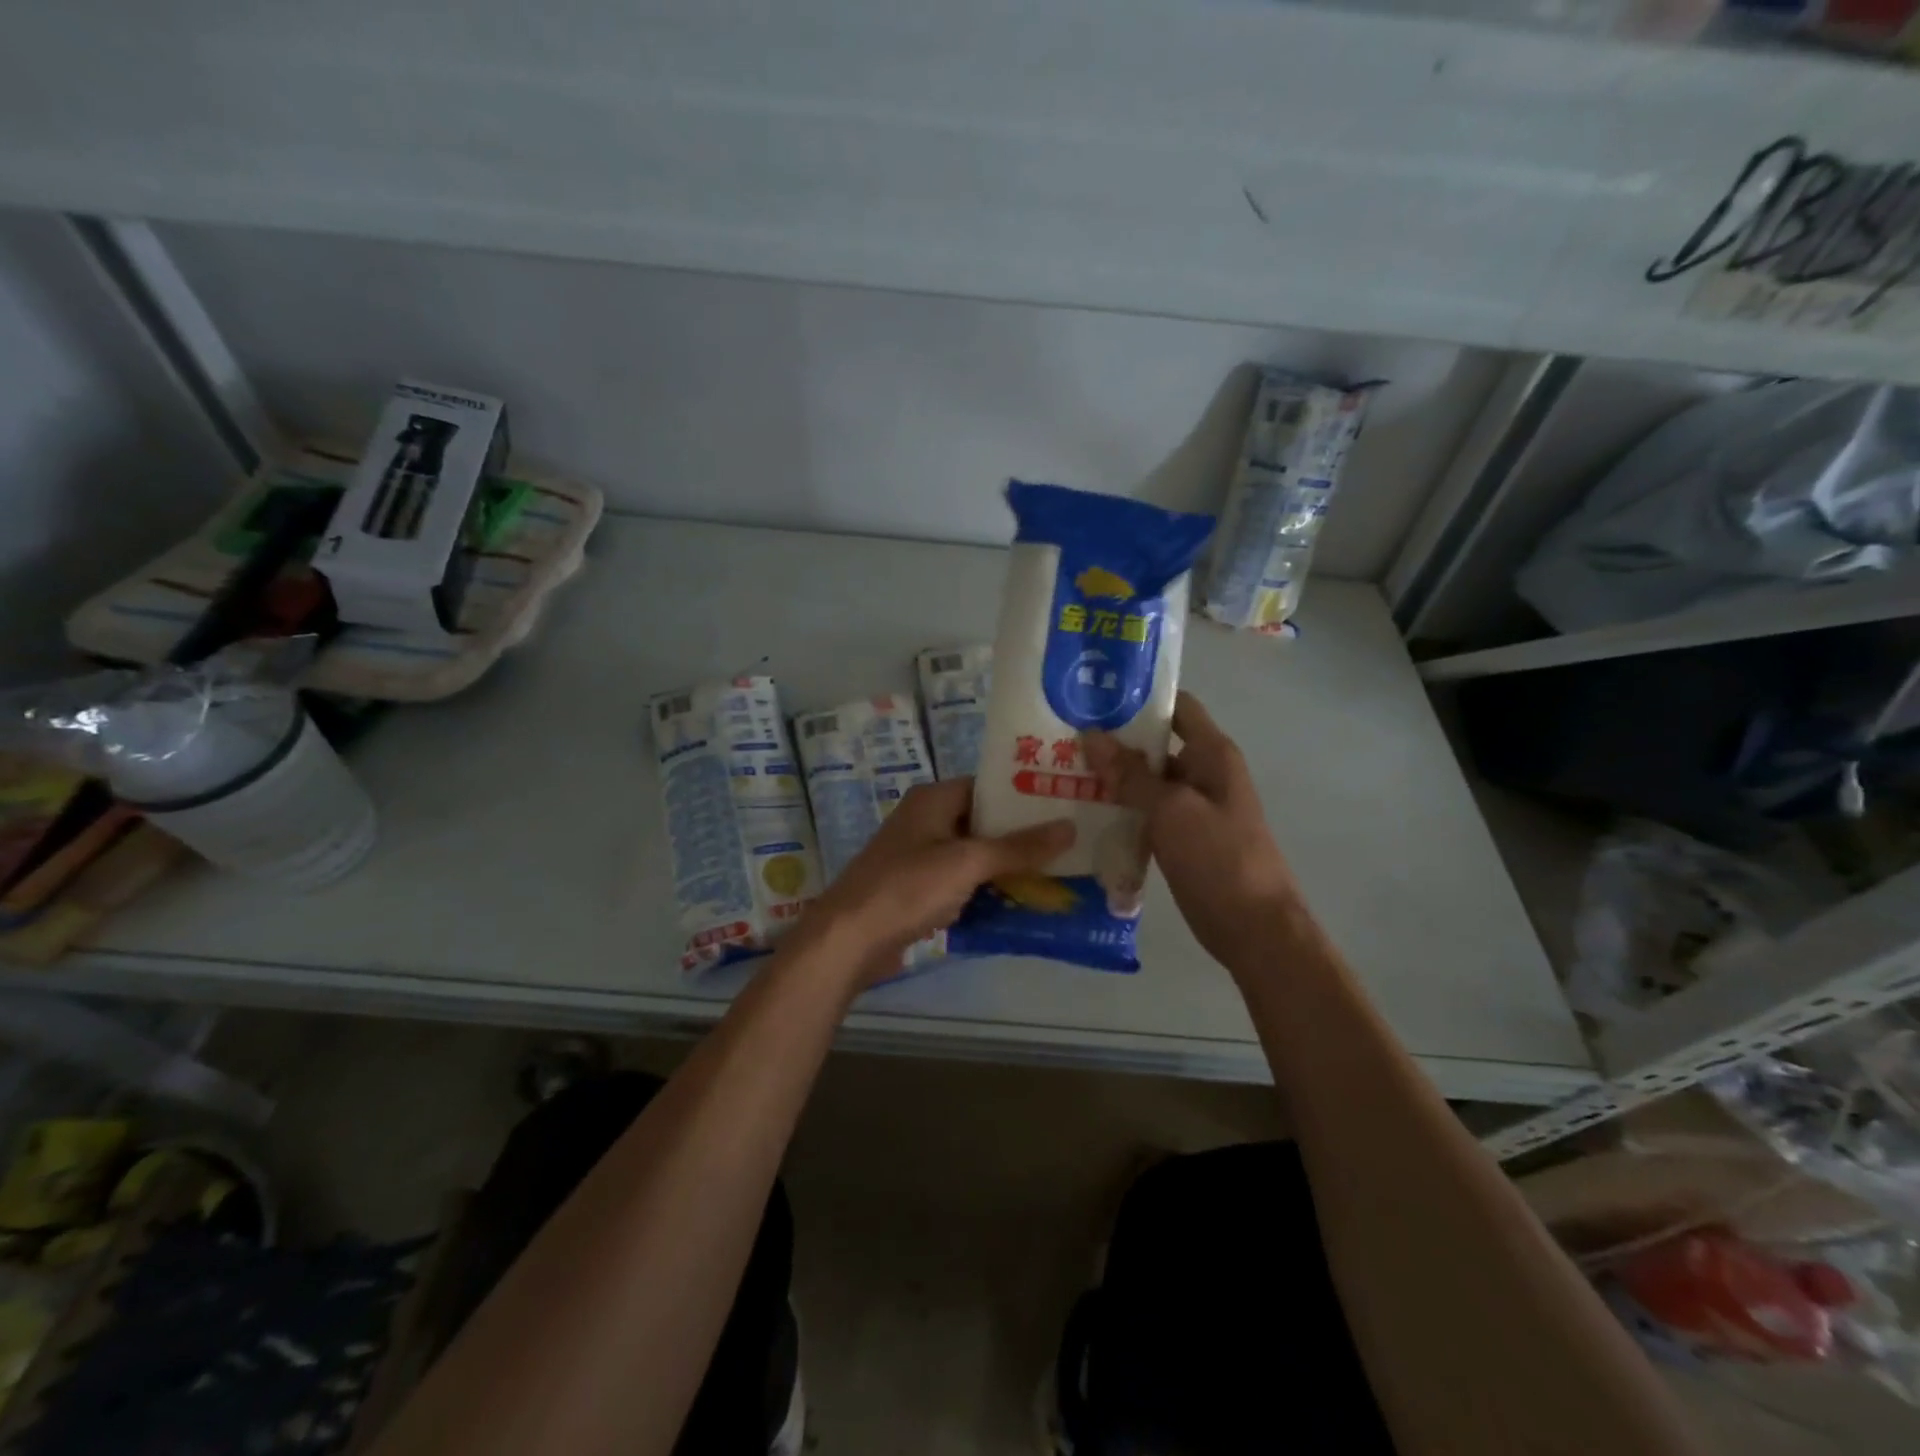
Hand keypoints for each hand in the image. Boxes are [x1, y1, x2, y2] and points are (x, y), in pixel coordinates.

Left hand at [801, 779, 1074, 985]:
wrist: (849, 939)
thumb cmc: (907, 888)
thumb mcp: (967, 863)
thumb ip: (1018, 847)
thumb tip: (1069, 827)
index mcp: (934, 799)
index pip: (988, 786)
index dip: (1024, 794)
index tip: (1064, 803)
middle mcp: (927, 820)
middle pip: (983, 821)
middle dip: (1021, 835)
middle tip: (1070, 842)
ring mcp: (921, 856)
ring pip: (974, 854)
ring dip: (1007, 865)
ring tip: (1058, 872)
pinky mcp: (919, 889)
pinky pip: (962, 882)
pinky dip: (986, 889)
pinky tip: (1021, 902)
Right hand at [1083, 692, 1304, 971]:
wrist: (1254, 928)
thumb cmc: (1219, 858)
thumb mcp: (1171, 810)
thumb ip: (1131, 774)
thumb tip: (1091, 735)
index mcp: (1212, 754)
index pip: (1177, 707)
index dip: (1140, 699)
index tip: (1094, 698)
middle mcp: (1204, 774)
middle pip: (1157, 745)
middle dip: (1115, 742)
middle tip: (1064, 739)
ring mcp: (1193, 809)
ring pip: (1147, 782)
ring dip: (1113, 779)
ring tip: (1063, 772)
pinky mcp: (1182, 839)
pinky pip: (1147, 814)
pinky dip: (1121, 810)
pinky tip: (1084, 813)